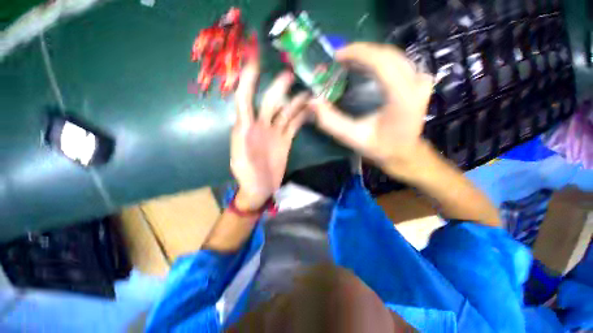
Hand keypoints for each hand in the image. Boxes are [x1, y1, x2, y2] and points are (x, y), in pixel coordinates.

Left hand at [231, 60, 309, 209]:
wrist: (260, 188)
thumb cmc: (247, 176)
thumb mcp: (239, 160)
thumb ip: (240, 141)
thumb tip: (243, 122)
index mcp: (246, 128)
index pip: (245, 100)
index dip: (248, 82)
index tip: (255, 64)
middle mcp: (261, 126)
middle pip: (270, 102)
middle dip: (278, 88)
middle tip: (290, 75)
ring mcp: (275, 133)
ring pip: (286, 112)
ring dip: (295, 102)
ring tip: (308, 92)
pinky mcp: (286, 140)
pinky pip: (294, 125)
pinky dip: (301, 118)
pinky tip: (310, 111)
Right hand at [309, 43, 433, 176]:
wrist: (404, 152)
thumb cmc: (379, 147)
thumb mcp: (352, 138)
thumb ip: (331, 122)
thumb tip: (313, 102)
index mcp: (402, 97)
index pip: (381, 62)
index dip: (358, 53)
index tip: (337, 56)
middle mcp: (416, 83)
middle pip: (387, 54)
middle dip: (361, 52)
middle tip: (339, 59)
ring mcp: (421, 80)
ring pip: (393, 55)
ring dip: (369, 55)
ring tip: (348, 61)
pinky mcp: (420, 80)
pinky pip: (398, 61)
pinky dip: (379, 60)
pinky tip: (364, 67)